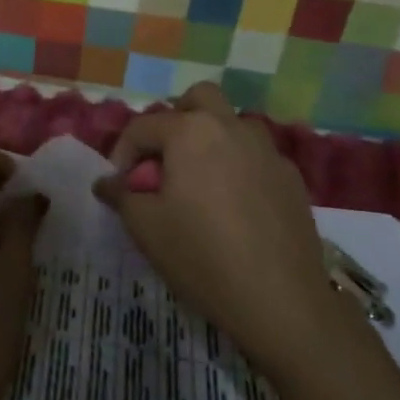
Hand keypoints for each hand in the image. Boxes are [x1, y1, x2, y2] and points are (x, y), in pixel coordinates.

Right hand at [94, 83, 337, 372]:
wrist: (281, 300)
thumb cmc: (201, 256)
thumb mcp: (145, 227)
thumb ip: (121, 194)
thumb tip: (107, 182)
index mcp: (191, 131)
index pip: (143, 126)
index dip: (122, 153)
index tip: (119, 185)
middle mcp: (231, 127)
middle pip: (199, 99)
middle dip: (175, 120)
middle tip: (164, 160)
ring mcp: (268, 150)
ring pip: (233, 124)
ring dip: (211, 139)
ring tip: (199, 182)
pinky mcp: (292, 178)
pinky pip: (256, 156)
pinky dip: (238, 167)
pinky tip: (234, 207)